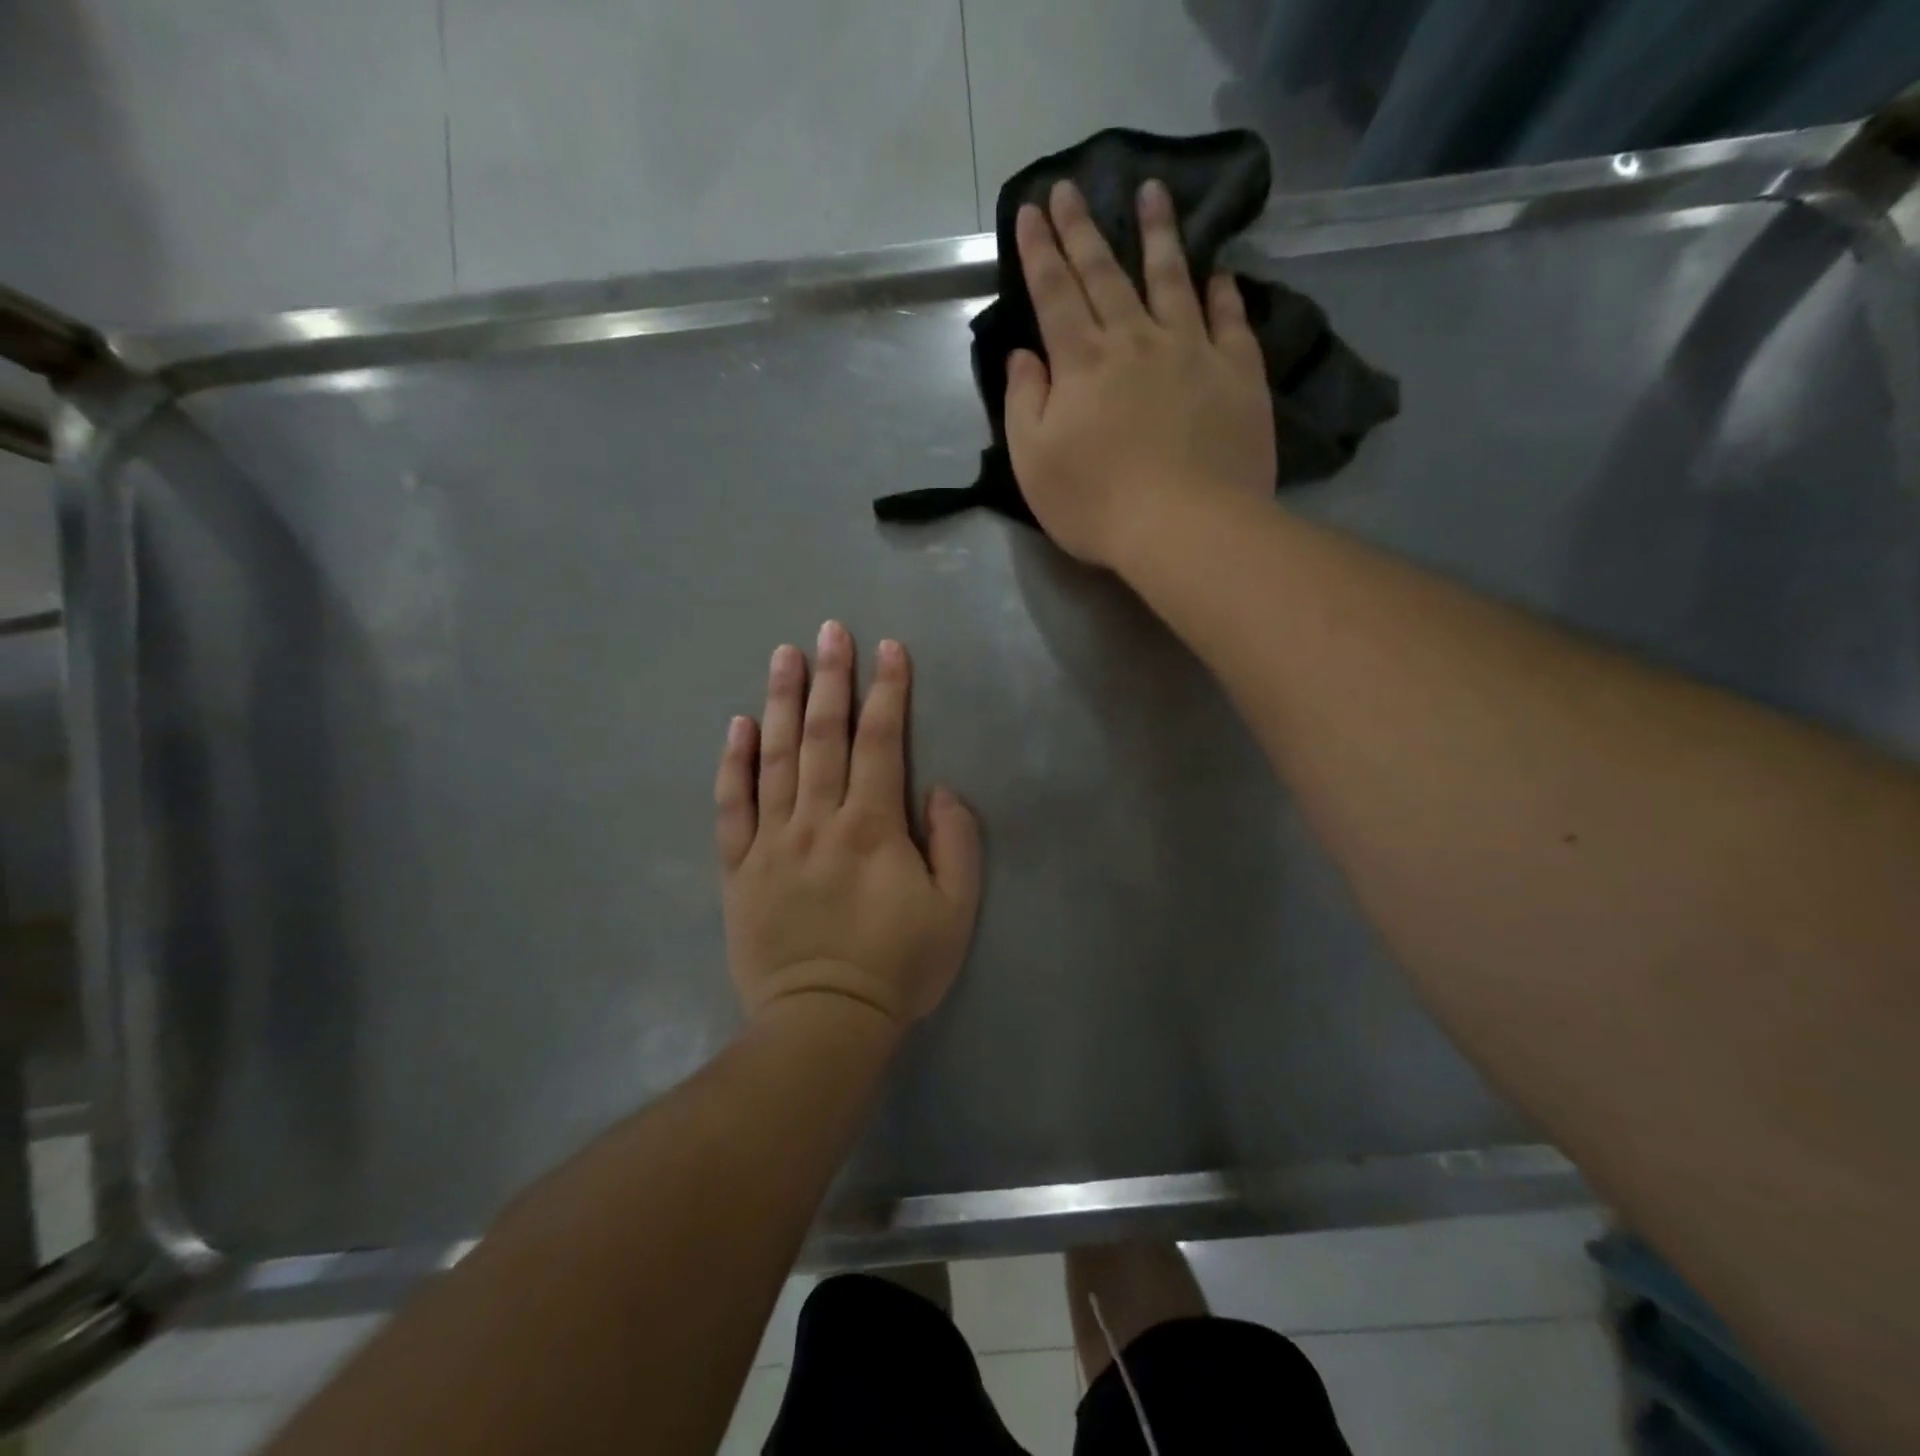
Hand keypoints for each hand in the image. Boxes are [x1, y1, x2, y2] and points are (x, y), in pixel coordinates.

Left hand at [715, 622, 981, 1031]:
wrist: (823, 1024)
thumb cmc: (897, 967)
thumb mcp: (955, 912)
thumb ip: (956, 844)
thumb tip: (938, 791)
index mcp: (872, 827)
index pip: (880, 742)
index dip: (887, 692)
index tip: (888, 649)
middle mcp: (818, 820)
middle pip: (824, 736)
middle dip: (831, 678)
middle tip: (829, 630)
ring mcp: (772, 841)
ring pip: (775, 758)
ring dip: (782, 702)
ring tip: (784, 655)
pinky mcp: (739, 868)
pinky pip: (732, 807)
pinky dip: (734, 764)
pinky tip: (738, 726)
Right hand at [1004, 178, 1276, 569]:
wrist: (1186, 528)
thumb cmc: (1097, 504)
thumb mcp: (1035, 463)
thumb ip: (1026, 403)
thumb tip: (1025, 356)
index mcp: (1082, 363)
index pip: (1054, 293)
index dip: (1040, 250)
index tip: (1031, 209)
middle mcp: (1135, 340)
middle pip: (1105, 274)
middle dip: (1084, 229)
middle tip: (1073, 185)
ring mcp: (1192, 351)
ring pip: (1171, 278)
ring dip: (1159, 234)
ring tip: (1155, 191)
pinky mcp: (1237, 373)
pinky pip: (1229, 320)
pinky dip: (1222, 292)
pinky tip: (1219, 273)